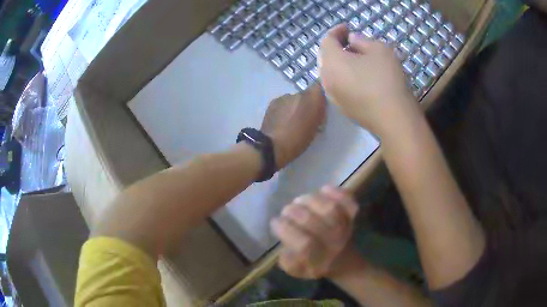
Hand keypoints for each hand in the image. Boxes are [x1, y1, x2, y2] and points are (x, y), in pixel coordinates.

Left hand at [261, 83, 325, 168]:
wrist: (272, 145)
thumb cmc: (298, 140)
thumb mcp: (315, 129)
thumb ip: (318, 114)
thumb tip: (319, 107)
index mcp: (312, 99)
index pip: (319, 87)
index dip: (319, 94)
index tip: (320, 105)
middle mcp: (298, 94)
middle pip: (306, 94)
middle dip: (307, 103)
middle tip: (305, 117)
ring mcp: (284, 97)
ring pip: (293, 99)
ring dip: (294, 106)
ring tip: (291, 120)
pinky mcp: (273, 102)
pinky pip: (283, 103)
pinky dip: (284, 109)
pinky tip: (281, 120)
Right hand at [270, 186, 358, 278]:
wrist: (343, 260)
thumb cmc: (314, 264)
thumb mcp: (297, 270)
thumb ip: (288, 261)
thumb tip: (284, 245)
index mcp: (318, 260)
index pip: (305, 245)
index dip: (287, 230)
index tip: (275, 222)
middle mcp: (333, 244)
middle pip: (316, 223)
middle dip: (295, 213)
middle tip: (286, 211)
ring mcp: (346, 228)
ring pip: (331, 209)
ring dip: (311, 201)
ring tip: (299, 201)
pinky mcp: (352, 216)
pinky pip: (349, 202)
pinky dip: (337, 193)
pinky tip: (324, 189)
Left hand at [319, 24, 419, 135]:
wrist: (393, 119)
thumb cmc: (387, 79)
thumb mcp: (379, 50)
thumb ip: (361, 40)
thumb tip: (352, 40)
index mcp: (332, 61)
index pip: (327, 40)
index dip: (337, 31)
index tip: (348, 28)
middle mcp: (326, 78)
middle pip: (325, 56)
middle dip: (336, 46)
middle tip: (350, 42)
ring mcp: (332, 95)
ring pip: (330, 72)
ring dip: (339, 62)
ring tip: (355, 59)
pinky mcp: (341, 108)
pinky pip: (337, 86)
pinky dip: (343, 77)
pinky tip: (357, 77)